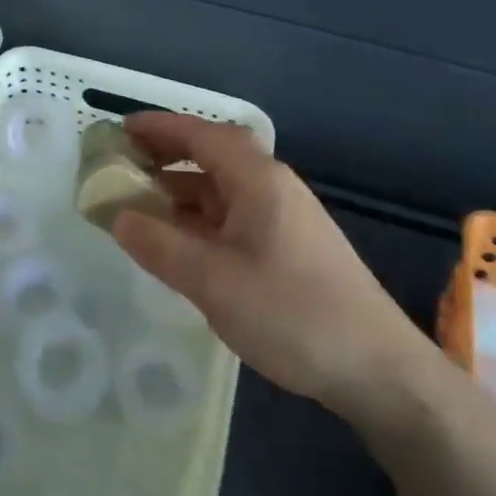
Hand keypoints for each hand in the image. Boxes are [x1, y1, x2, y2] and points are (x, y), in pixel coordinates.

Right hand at [112, 113, 429, 415]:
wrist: (377, 368)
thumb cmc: (292, 313)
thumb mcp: (213, 281)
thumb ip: (159, 245)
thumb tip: (117, 216)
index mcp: (257, 179)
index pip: (201, 134)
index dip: (159, 127)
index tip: (119, 130)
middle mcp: (271, 186)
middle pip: (212, 155)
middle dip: (166, 155)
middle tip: (121, 166)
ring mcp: (283, 217)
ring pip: (221, 188)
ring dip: (180, 190)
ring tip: (137, 203)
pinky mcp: (288, 246)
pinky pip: (232, 216)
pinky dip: (198, 218)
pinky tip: (178, 241)